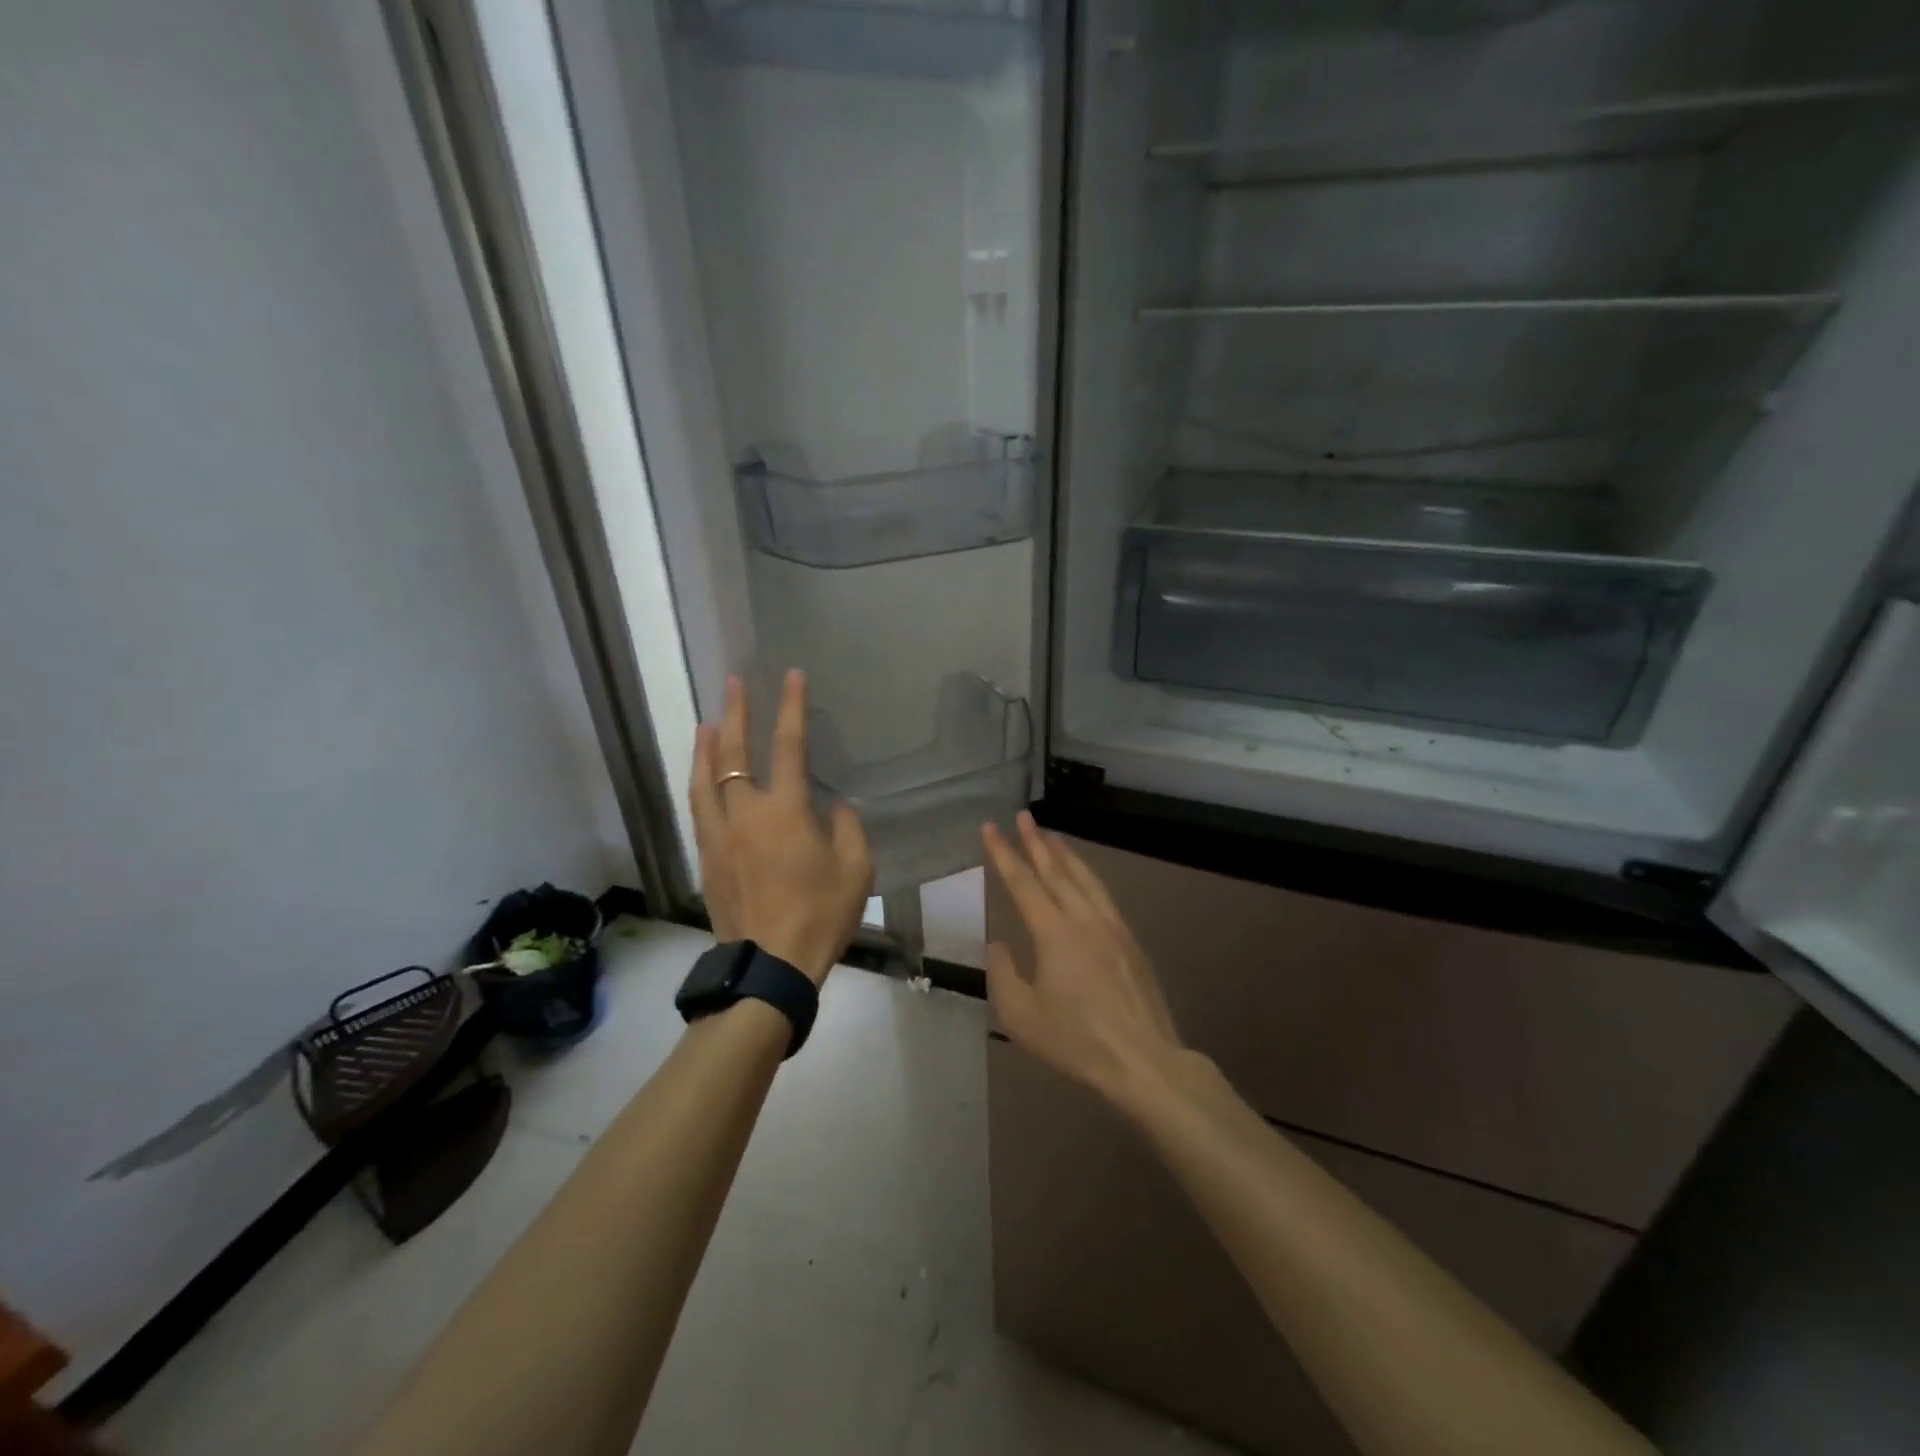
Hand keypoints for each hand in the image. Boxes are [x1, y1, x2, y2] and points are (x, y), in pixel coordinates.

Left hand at [689, 670, 872, 984]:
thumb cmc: (820, 915)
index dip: (791, 708)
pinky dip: (698, 781)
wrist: (769, 965)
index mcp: (785, 811)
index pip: (787, 746)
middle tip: (733, 683)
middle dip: (735, 713)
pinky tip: (701, 777)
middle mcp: (745, 813)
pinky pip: (697, 807)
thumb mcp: (856, 868)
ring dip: (705, 745)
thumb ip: (846, 827)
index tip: (791, 677)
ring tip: (707, 722)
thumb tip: (831, 806)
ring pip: (704, 778)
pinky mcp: (706, 857)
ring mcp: (719, 835)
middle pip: (733, 753)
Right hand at [981, 813, 1186, 1107]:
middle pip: (1057, 870)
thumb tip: (998, 944)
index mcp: (1054, 932)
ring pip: (1085, 878)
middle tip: (1023, 815)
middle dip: (1036, 841)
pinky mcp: (1131, 942)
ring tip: (1052, 837)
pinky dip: (1087, 876)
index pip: (1023, 882)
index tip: (990, 827)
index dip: (1003, 853)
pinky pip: (1103, 895)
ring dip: (1066, 854)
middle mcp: (1084, 918)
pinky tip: (1084, 880)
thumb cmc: (1077, 1041)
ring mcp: (1113, 927)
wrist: (1144, 1061)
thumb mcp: (1022, 1016)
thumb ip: (1004, 974)